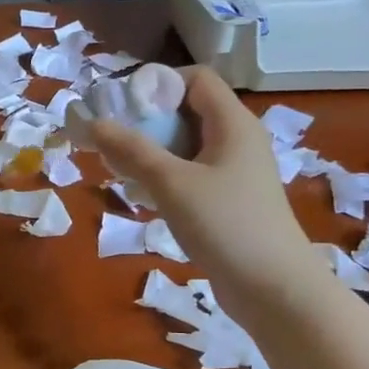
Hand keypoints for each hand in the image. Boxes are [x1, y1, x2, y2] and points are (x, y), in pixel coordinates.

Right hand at [93, 67, 311, 284]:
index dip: (158, 84)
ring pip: (187, 146)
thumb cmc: (226, 225)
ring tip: (121, 170)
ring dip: (152, 152)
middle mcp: (237, 140)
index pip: (196, 79)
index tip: (123, 107)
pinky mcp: (230, 201)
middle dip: (147, 121)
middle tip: (113, 141)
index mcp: (233, 123)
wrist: (275, 290)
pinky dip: (166, 177)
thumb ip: (132, 150)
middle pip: (188, 111)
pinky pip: (192, 174)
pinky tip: (144, 198)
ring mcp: (235, 172)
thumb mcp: (172, 184)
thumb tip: (93, 122)